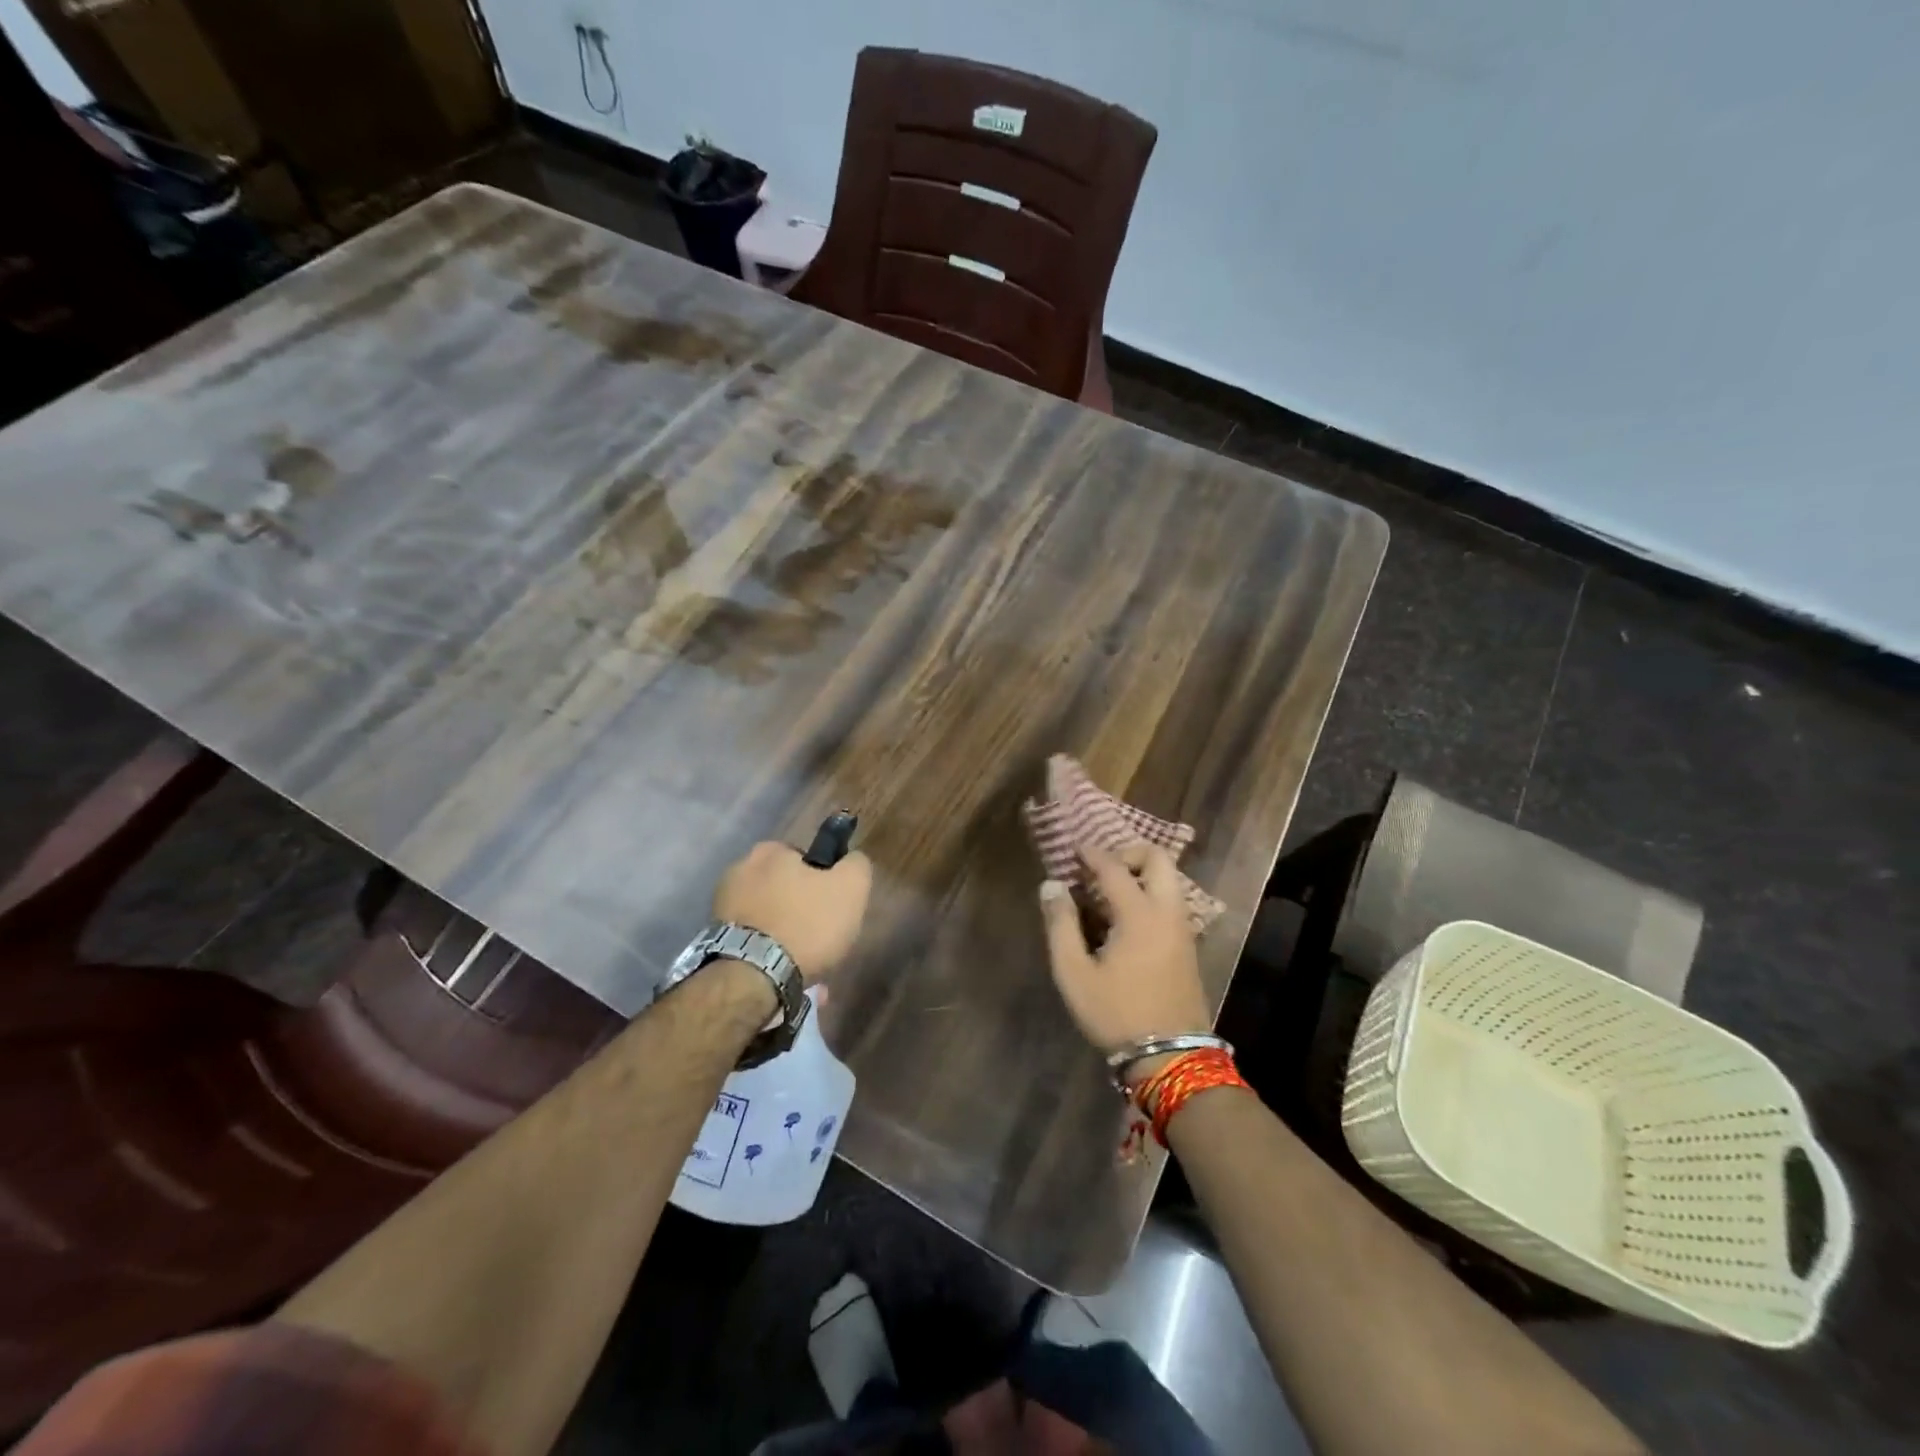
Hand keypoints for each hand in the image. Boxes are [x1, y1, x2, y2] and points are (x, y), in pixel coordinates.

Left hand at [714, 841, 871, 982]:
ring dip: (785, 935)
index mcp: (770, 851)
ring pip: (769, 917)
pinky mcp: (715, 940)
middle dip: (801, 910)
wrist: (753, 978)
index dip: (823, 881)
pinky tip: (784, 974)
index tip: (832, 907)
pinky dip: (768, 953)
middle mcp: (739, 870)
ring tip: (805, 965)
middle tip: (820, 938)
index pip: (805, 858)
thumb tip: (851, 860)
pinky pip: (753, 941)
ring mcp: (721, 906)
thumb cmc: (806, 924)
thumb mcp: (851, 888)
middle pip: (784, 888)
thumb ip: (856, 865)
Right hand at [1040, 842, 1210, 1077]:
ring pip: (1168, 879)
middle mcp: (1168, 912)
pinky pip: (1170, 900)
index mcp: (1140, 915)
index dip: (1091, 853)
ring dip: (1140, 873)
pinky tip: (1124, 918)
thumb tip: (1051, 886)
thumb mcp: (1074, 973)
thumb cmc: (1116, 1013)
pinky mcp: (1187, 944)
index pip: (1114, 867)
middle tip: (1099, 869)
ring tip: (1107, 893)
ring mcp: (1183, 928)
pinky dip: (1149, 892)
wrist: (1171, 1056)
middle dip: (1128, 852)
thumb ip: (1060, 925)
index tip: (1073, 848)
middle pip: (1158, 858)